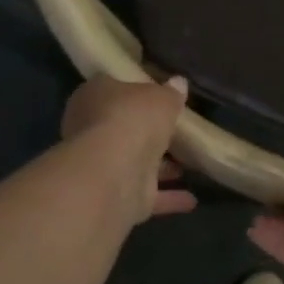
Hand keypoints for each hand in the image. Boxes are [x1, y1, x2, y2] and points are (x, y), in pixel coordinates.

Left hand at [61, 75, 196, 224]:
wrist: (115, 171)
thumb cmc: (132, 118)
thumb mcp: (160, 97)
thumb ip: (170, 93)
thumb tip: (179, 83)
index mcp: (93, 97)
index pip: (111, 89)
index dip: (134, 92)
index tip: (156, 96)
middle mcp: (91, 131)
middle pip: (123, 128)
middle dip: (148, 133)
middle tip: (177, 132)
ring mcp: (102, 166)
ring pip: (135, 163)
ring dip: (160, 168)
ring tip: (190, 165)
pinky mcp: (116, 197)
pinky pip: (146, 195)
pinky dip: (168, 197)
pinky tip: (192, 199)